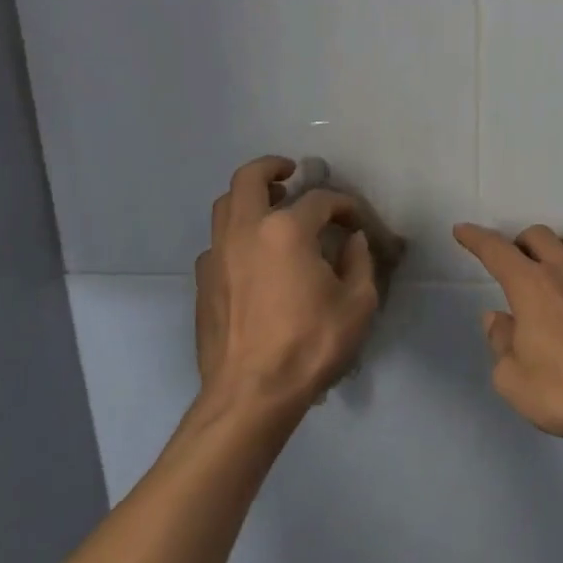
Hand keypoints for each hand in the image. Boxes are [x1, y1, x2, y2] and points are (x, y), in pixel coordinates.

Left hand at [195, 156, 379, 415]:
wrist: (251, 395)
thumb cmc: (310, 345)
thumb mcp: (358, 304)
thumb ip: (359, 262)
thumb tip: (353, 241)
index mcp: (287, 230)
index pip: (320, 200)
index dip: (344, 205)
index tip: (357, 221)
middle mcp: (246, 231)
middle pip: (249, 178)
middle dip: (272, 167)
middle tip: (290, 173)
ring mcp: (217, 256)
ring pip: (224, 206)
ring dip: (248, 198)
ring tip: (270, 210)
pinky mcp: (203, 282)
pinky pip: (216, 243)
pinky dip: (235, 236)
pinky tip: (253, 258)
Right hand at [453, 223, 562, 443]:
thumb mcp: (514, 380)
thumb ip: (501, 344)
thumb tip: (498, 319)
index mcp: (531, 285)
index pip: (496, 250)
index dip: (476, 238)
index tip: (463, 230)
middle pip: (538, 236)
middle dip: (518, 243)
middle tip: (512, 265)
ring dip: (553, 249)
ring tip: (548, 272)